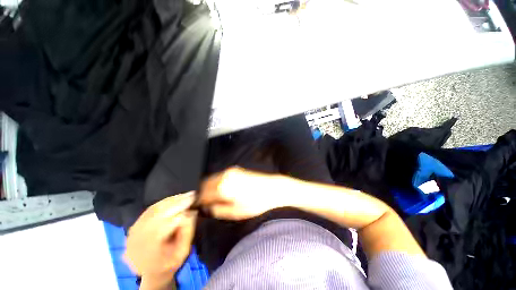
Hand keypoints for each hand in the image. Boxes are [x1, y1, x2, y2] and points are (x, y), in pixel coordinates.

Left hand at [124, 192, 196, 277]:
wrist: (151, 270)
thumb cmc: (169, 263)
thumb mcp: (182, 253)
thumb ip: (187, 233)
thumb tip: (191, 212)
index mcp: (147, 252)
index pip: (163, 227)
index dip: (179, 212)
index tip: (193, 203)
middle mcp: (136, 240)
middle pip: (158, 215)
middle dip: (177, 203)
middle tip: (193, 195)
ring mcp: (134, 230)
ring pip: (154, 209)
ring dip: (172, 200)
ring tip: (187, 195)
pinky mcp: (136, 223)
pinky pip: (151, 208)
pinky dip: (165, 201)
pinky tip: (177, 198)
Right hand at [197, 167, 283, 219]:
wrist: (272, 189)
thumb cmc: (256, 203)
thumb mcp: (235, 212)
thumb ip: (217, 210)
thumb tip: (207, 208)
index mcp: (223, 187)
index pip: (202, 194)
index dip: (199, 202)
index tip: (200, 208)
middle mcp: (224, 176)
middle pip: (205, 184)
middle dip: (203, 193)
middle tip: (206, 203)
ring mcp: (230, 171)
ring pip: (212, 178)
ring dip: (210, 187)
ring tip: (215, 197)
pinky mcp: (236, 169)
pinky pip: (220, 175)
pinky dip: (217, 182)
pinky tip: (223, 190)